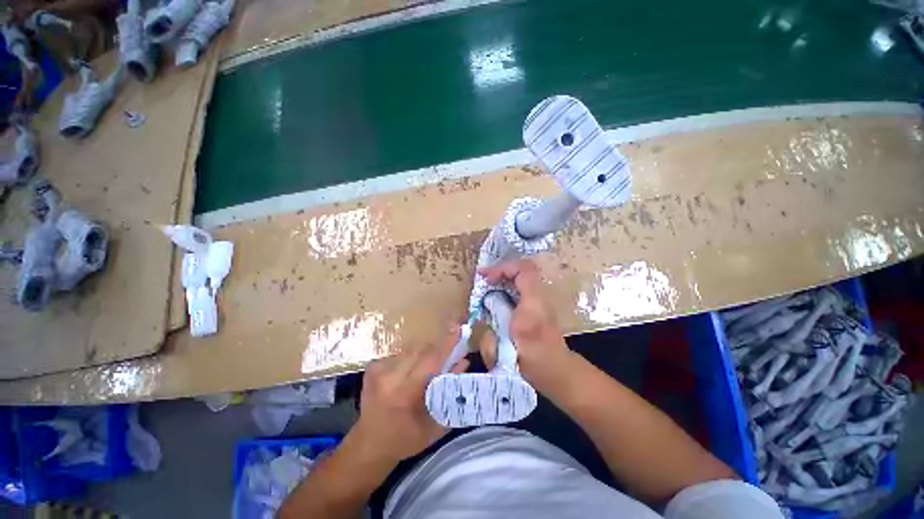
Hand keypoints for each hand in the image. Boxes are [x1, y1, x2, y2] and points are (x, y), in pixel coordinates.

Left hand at [350, 325, 468, 463]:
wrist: (368, 445)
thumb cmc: (407, 439)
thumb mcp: (436, 423)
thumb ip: (451, 390)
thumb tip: (463, 361)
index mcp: (406, 393)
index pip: (431, 359)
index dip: (446, 343)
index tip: (458, 329)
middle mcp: (390, 377)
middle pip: (421, 350)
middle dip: (435, 352)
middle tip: (442, 363)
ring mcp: (378, 370)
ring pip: (411, 350)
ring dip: (422, 357)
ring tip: (421, 375)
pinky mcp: (372, 367)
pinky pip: (400, 354)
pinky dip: (409, 360)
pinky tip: (405, 377)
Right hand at [478, 259, 572, 390]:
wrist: (557, 368)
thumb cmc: (531, 364)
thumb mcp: (505, 355)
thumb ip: (488, 338)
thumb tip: (478, 321)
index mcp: (532, 307)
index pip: (523, 271)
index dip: (502, 269)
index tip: (486, 279)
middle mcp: (540, 298)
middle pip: (523, 269)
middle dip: (501, 270)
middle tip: (483, 276)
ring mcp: (542, 299)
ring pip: (524, 275)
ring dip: (505, 276)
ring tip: (488, 282)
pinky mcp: (540, 303)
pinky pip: (523, 284)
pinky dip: (509, 283)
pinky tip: (498, 292)